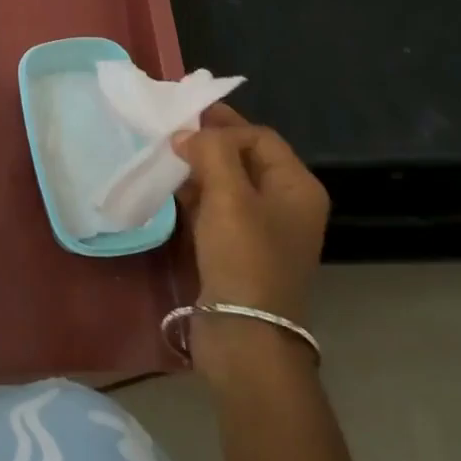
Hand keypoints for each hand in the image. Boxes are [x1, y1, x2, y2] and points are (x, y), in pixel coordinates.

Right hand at [172, 104, 328, 322]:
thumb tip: (187, 135)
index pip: (259, 137)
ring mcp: (261, 228)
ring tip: (163, 158)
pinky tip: (169, 189)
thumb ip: (211, 152)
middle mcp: (284, 204)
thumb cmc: (243, 257)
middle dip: (208, 143)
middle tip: (169, 131)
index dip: (223, 127)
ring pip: (227, 182)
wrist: (243, 333)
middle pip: (244, 158)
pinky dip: (194, 194)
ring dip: (197, 168)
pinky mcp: (237, 248)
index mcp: (297, 187)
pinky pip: (216, 208)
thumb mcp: (229, 196)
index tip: (183, 128)